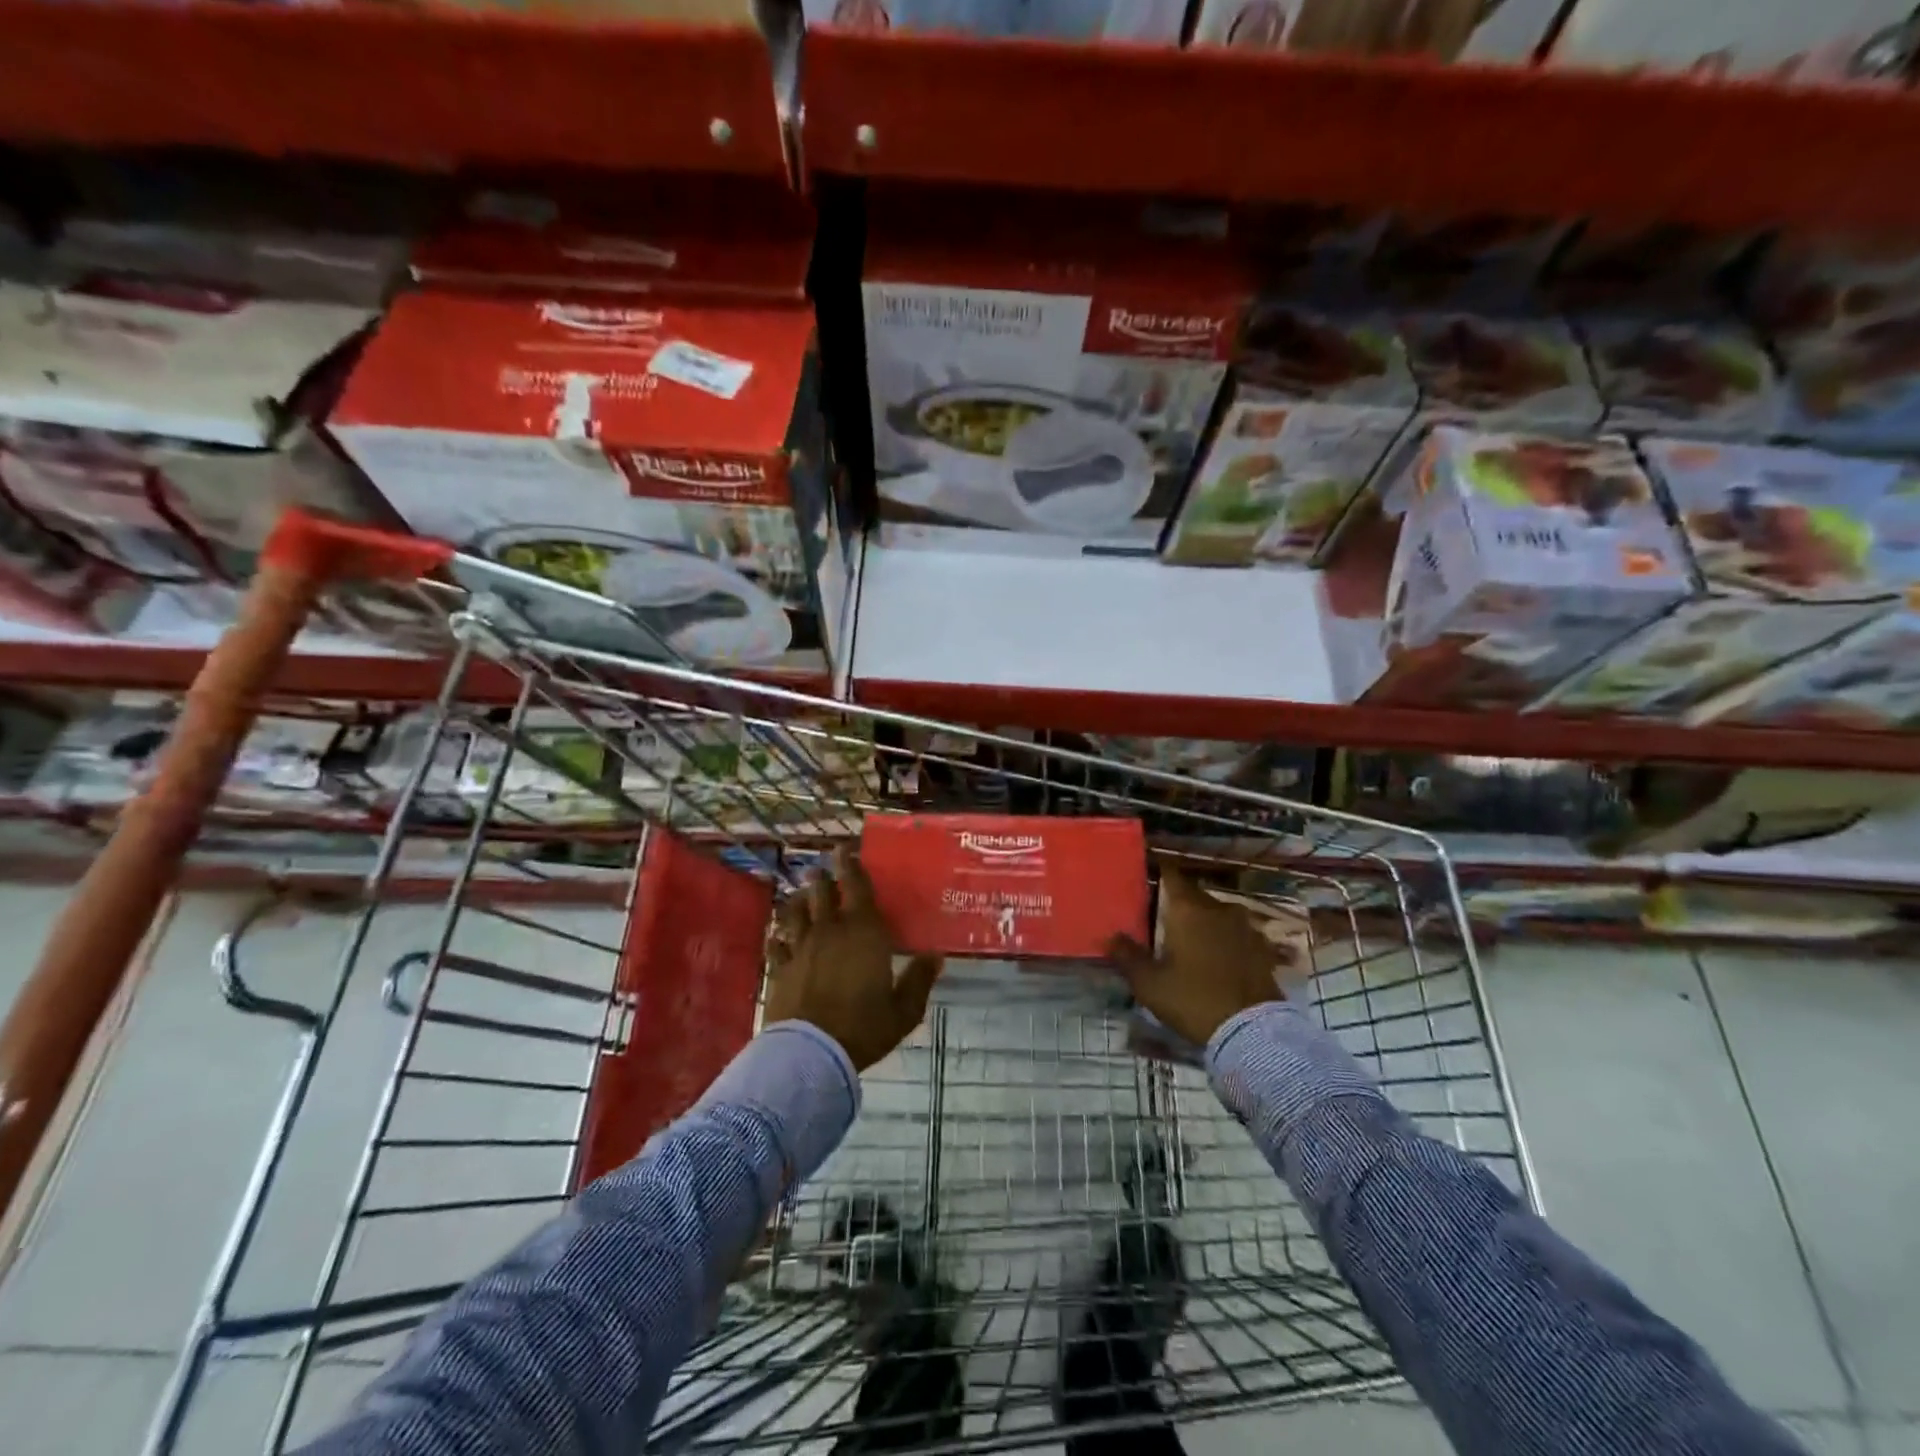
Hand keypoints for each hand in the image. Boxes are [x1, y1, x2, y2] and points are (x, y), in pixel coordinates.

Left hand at [766, 848, 943, 1071]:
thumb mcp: (904, 1010)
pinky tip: (777, 937)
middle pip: (823, 893)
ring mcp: (801, 947)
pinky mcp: (780, 969)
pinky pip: (776, 945)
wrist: (812, 1052)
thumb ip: (919, 980)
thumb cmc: (864, 1027)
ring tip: (800, 895)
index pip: (857, 887)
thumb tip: (936, 955)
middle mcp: (830, 930)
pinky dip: (778, 938)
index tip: (845, 850)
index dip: (852, 866)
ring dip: (799, 900)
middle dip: (824, 877)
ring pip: (796, 912)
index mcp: (864, 932)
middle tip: (823, 868)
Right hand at [1107, 868, 1286, 1046]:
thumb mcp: (1150, 984)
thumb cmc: (1193, 1000)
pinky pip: (1237, 934)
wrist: (1253, 1032)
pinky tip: (1218, 958)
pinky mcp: (1262, 948)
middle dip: (1178, 903)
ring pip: (1217, 913)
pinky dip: (1225, 940)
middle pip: (1194, 895)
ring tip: (1190, 941)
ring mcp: (1245, 927)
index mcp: (1187, 909)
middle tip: (1162, 919)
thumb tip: (1110, 936)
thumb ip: (1127, 956)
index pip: (1171, 875)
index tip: (1146, 880)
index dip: (1158, 873)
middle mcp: (1218, 908)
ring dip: (1204, 922)